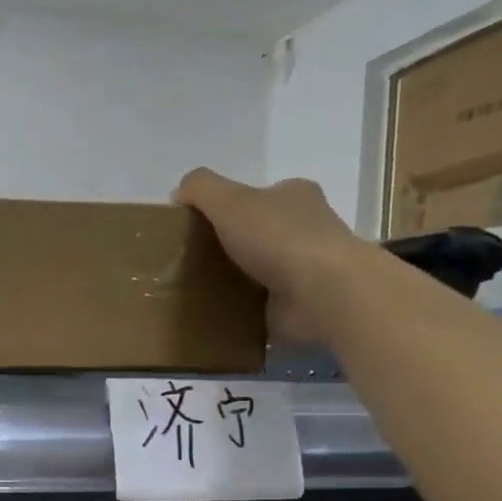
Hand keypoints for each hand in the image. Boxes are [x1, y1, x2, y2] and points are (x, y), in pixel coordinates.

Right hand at [173, 169, 374, 344]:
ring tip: (200, 289)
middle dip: (233, 244)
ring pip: (264, 267)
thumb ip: (201, 188)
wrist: (321, 293)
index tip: (201, 226)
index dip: (231, 207)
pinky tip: (222, 312)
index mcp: (296, 195)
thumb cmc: (278, 238)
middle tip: (195, 260)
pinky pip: (266, 301)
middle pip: (262, 231)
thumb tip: (180, 191)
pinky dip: (247, 306)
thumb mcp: (229, 200)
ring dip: (238, 277)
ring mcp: (308, 267)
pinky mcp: (304, 302)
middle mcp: (308, 227)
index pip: (260, 195)